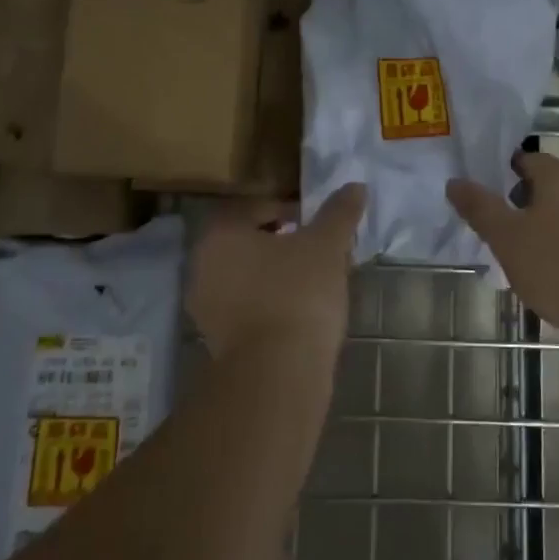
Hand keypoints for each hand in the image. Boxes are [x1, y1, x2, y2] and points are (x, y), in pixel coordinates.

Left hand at [186, 184, 366, 362]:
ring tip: (313, 281)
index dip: (290, 211)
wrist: (277, 373)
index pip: (256, 208)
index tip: (317, 225)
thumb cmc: (298, 293)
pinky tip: (299, 312)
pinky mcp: (216, 341)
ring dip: (275, 274)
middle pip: (248, 242)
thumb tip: (355, 186)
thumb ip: (339, 212)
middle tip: (317, 250)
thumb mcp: (327, 245)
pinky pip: (246, 307)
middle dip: (282, 242)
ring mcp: (205, 307)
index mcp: (220, 234)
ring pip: (247, 276)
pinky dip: (269, 303)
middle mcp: (202, 266)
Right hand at [447, 152, 558, 346]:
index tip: (489, 197)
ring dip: (548, 223)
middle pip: (551, 183)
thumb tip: (455, 181)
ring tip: (527, 254)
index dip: (505, 174)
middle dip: (525, 201)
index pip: (528, 159)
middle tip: (503, 229)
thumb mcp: (507, 239)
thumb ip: (480, 208)